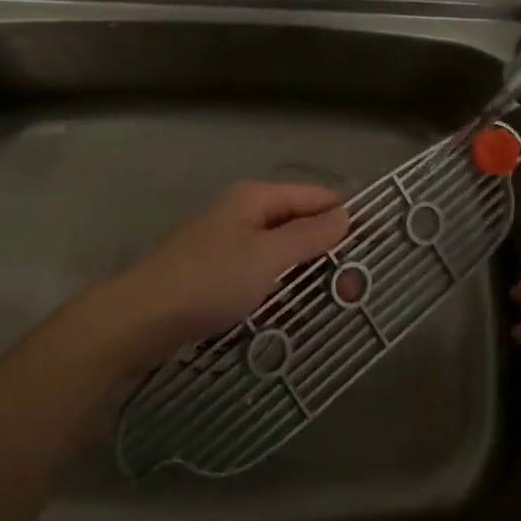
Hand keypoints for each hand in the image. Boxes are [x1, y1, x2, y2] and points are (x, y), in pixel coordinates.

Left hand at [90, 182, 349, 370]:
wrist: (141, 319)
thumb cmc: (210, 279)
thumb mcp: (267, 256)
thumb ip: (309, 235)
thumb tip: (346, 214)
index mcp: (256, 199)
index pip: (315, 198)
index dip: (347, 216)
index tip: (378, 244)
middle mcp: (244, 217)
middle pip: (299, 228)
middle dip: (328, 256)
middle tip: (356, 291)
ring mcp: (229, 249)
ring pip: (282, 259)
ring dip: (306, 282)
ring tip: (333, 311)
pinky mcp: (218, 280)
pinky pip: (262, 282)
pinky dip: (281, 297)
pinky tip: (295, 323)